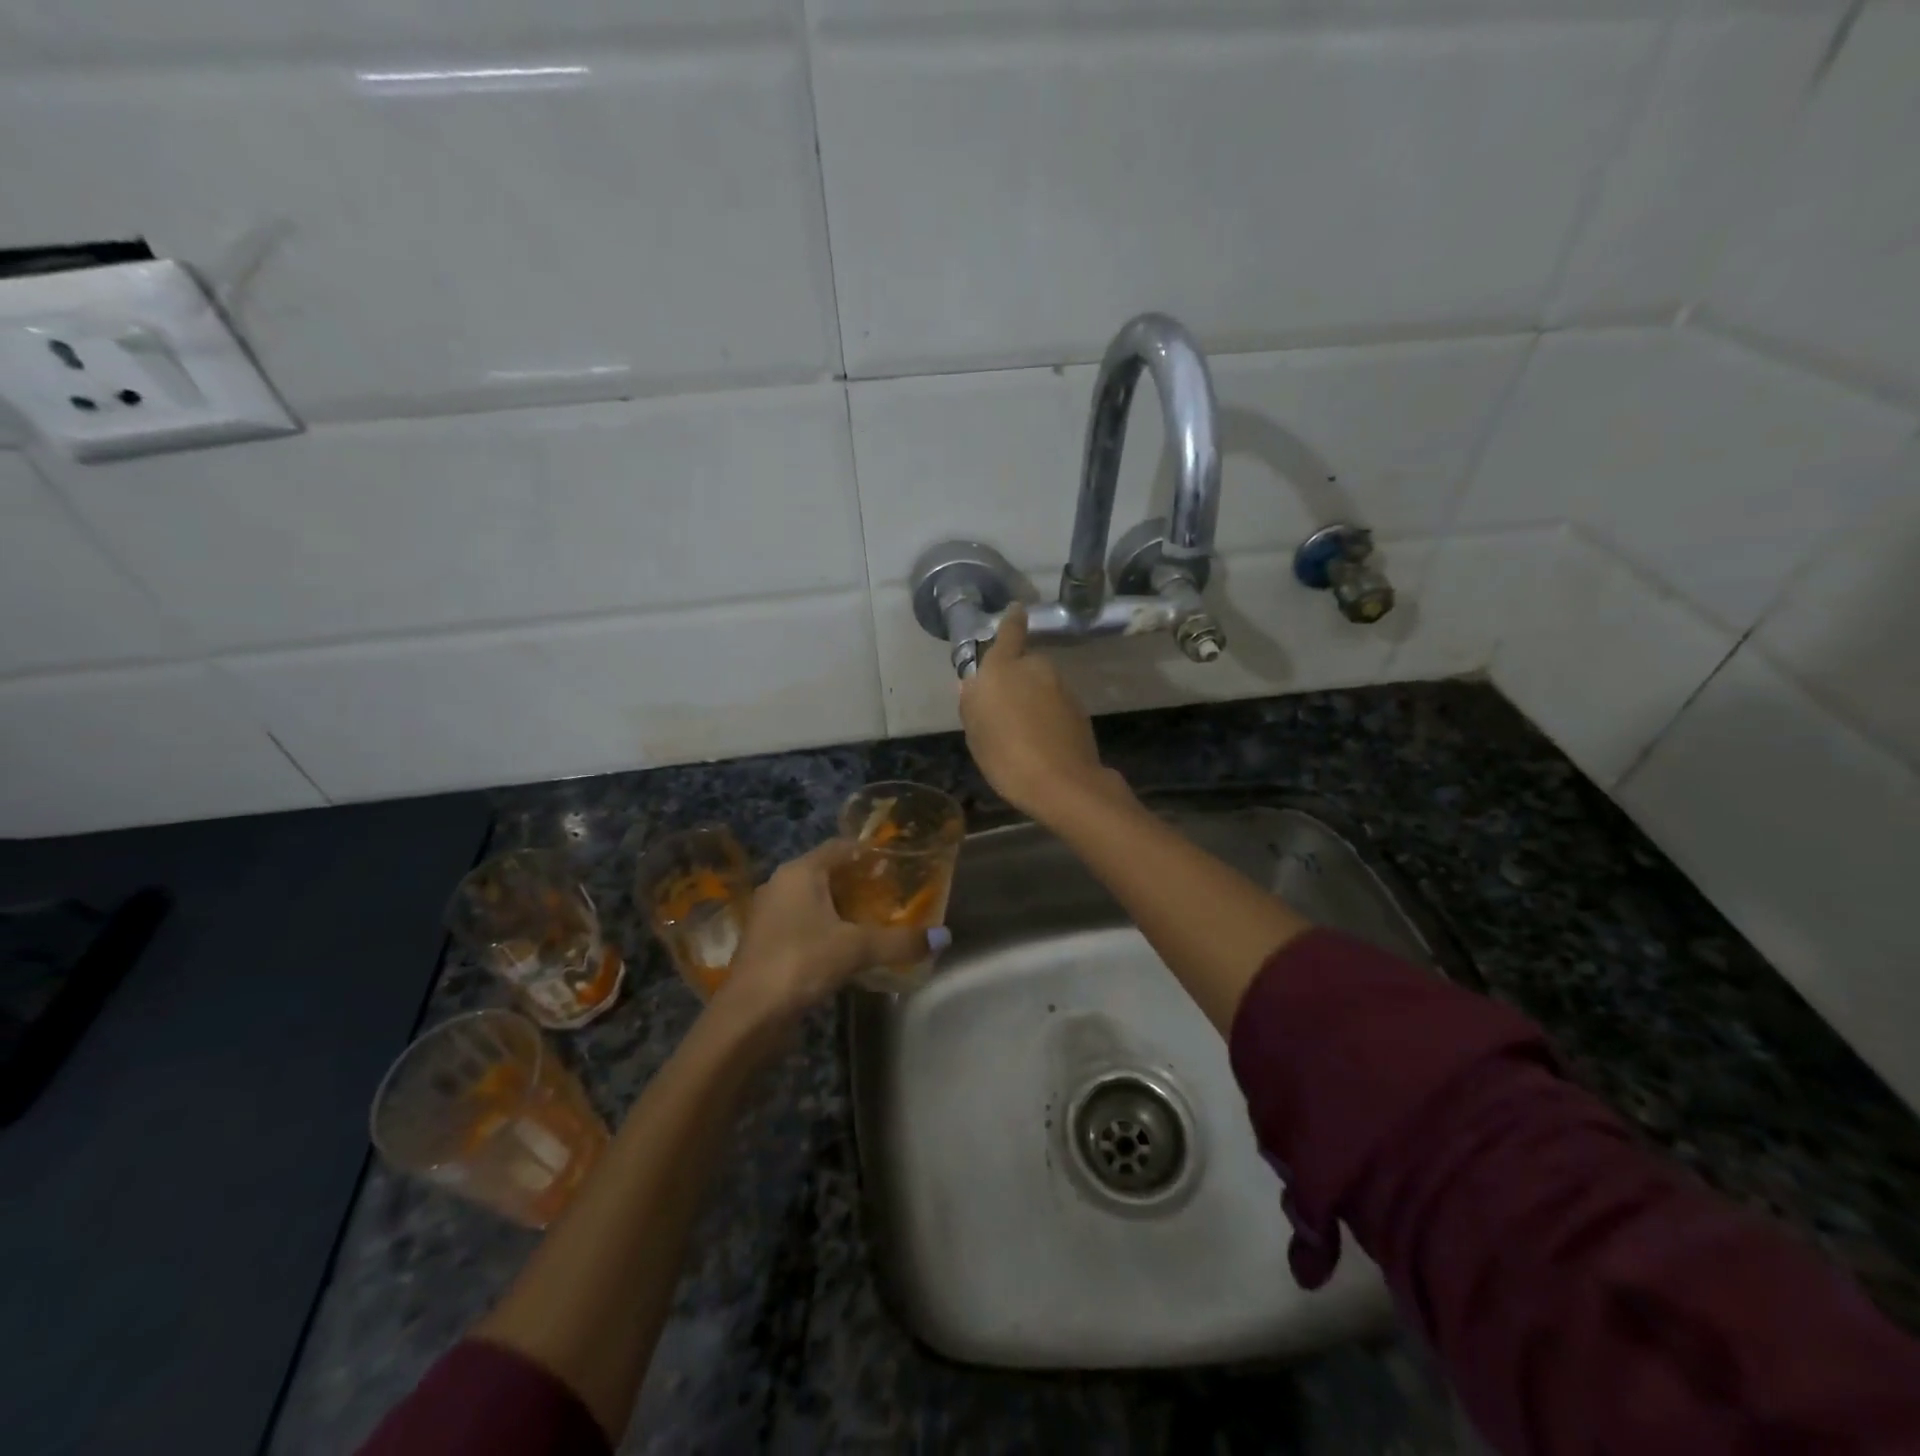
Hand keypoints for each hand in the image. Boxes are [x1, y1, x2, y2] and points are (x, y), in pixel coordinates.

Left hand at [715, 840, 939, 1026]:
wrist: (748, 1015)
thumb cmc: (801, 962)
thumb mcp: (857, 948)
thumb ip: (900, 941)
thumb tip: (944, 937)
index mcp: (799, 872)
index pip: (840, 847)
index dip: (869, 853)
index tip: (897, 864)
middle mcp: (781, 885)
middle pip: (827, 873)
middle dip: (859, 883)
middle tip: (894, 895)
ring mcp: (770, 915)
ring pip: (814, 901)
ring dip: (843, 909)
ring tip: (877, 921)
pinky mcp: (767, 943)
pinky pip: (804, 924)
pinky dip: (827, 929)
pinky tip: (849, 948)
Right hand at [958, 603, 1129, 822]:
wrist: (1062, 783)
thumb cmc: (1005, 756)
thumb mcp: (975, 733)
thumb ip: (972, 703)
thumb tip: (972, 684)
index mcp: (1002, 668)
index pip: (1009, 631)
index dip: (1012, 620)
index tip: (1017, 609)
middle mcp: (1035, 668)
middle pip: (1024, 663)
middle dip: (1016, 678)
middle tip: (1003, 709)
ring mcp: (1061, 687)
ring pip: (1041, 685)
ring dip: (1032, 699)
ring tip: (1021, 732)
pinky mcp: (1079, 708)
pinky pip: (1055, 704)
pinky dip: (1048, 715)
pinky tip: (1041, 741)